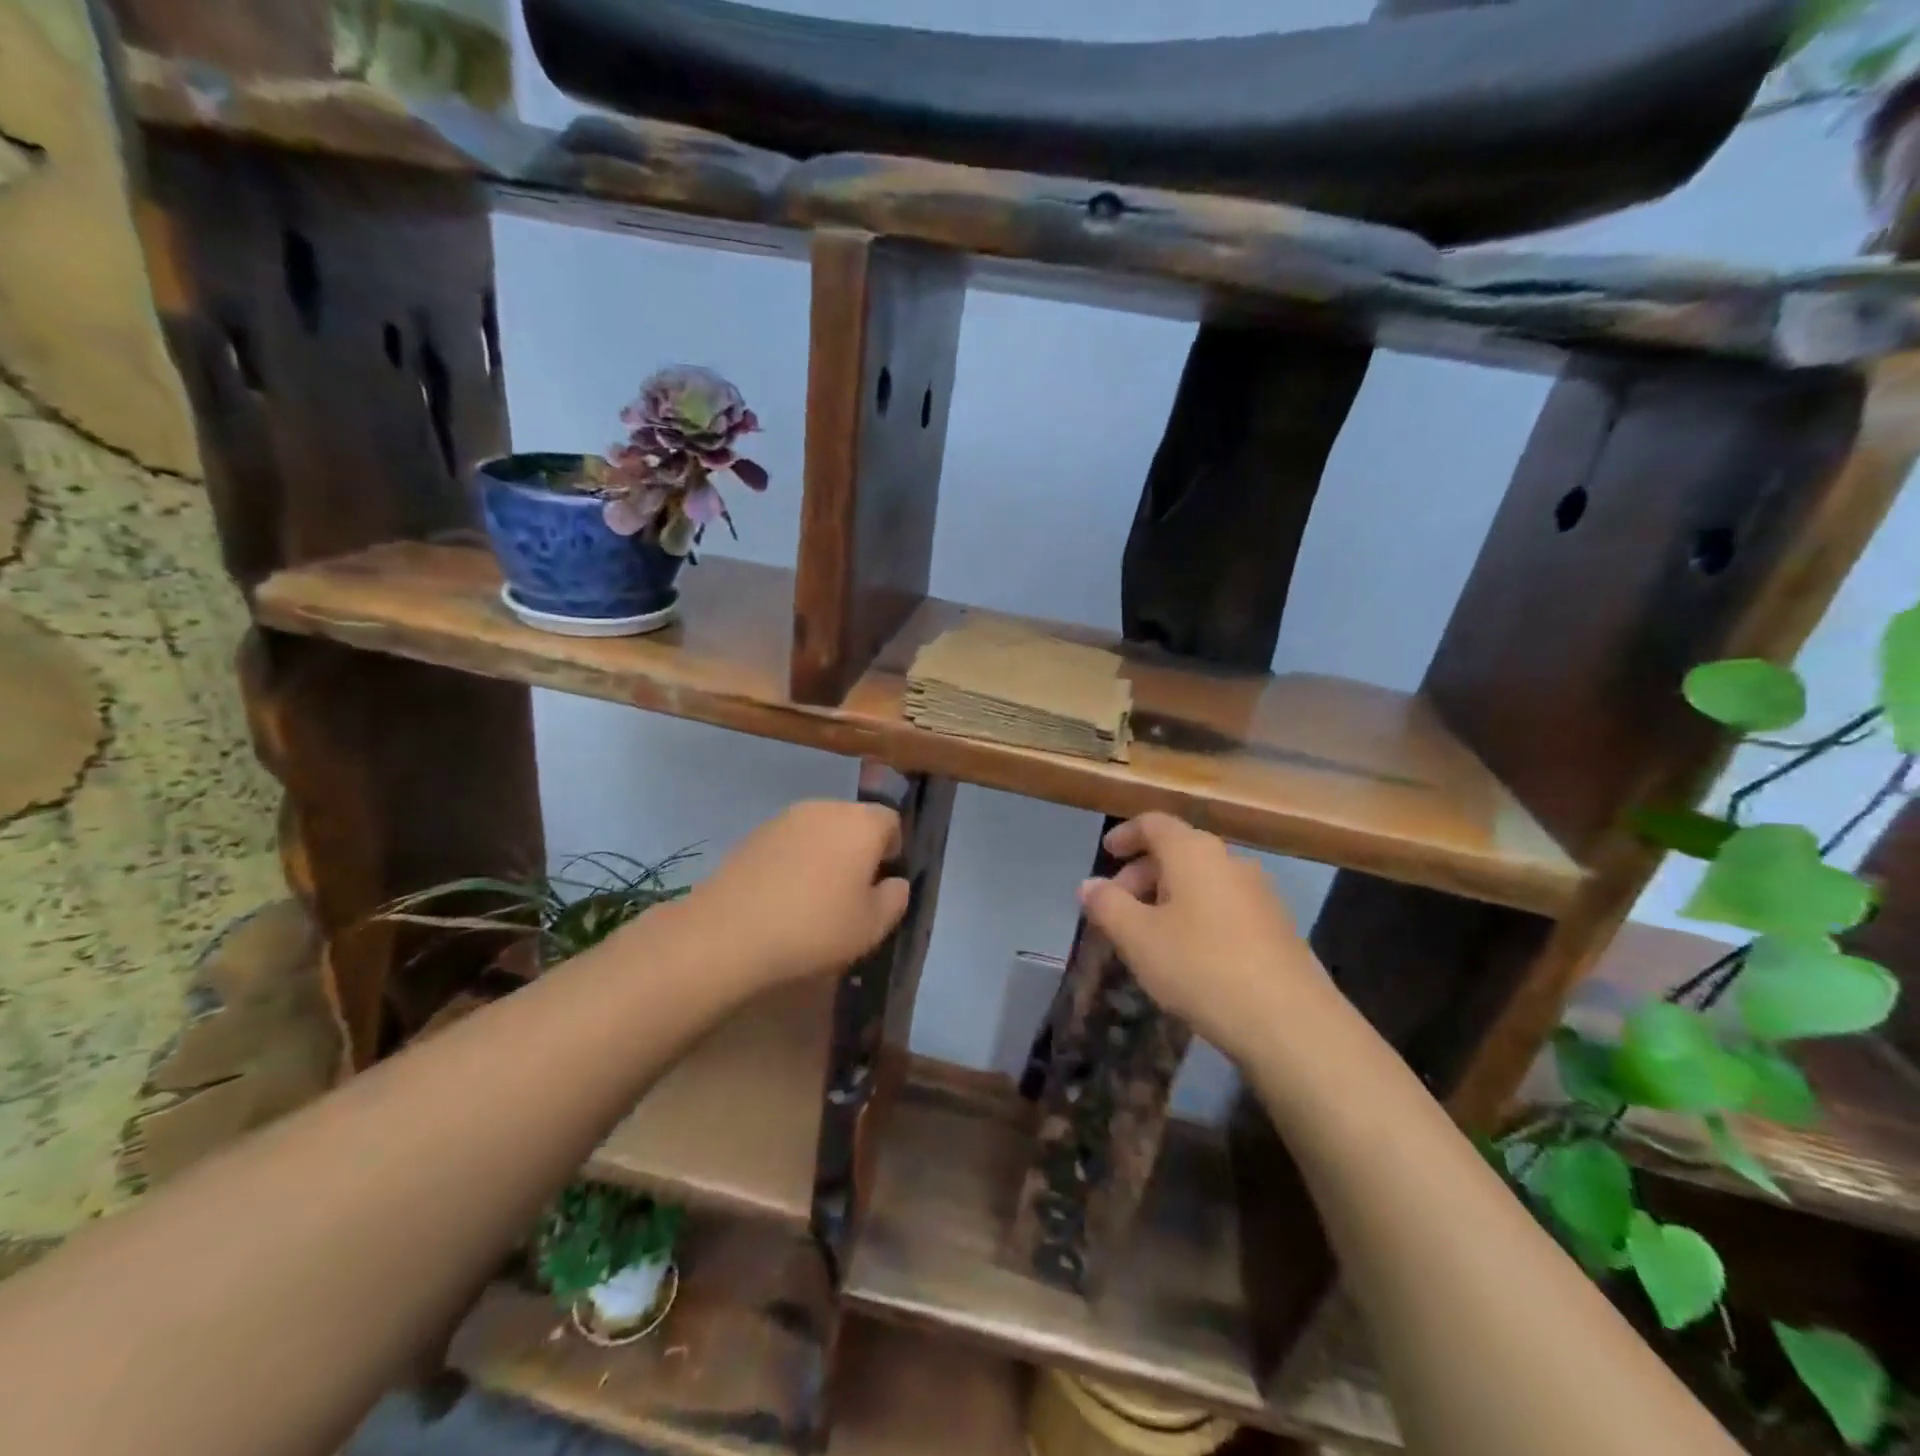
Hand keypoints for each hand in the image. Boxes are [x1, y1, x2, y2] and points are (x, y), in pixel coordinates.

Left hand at [671, 801, 910, 986]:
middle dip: (859, 849)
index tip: (882, 883)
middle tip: (852, 892)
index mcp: (862, 823)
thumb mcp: (872, 926)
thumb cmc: (815, 927)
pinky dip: (795, 859)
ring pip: (821, 829)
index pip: (892, 821)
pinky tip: (784, 894)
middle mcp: (826, 808)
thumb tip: (895, 882)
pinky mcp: (755, 832)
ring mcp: (786, 817)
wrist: (729, 931)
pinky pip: (791, 841)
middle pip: (855, 821)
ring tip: (815, 895)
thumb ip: (895, 899)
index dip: (893, 850)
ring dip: (826, 853)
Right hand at [1077, 812, 1338, 1063]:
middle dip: (1143, 872)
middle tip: (1118, 905)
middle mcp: (1230, 860)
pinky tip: (1189, 953)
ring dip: (1169, 895)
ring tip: (1149, 933)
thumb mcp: (1138, 938)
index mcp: (1193, 852)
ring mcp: (1259, 892)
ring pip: (1202, 879)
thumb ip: (1107, 905)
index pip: (1154, 823)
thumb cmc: (1201, 967)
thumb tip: (1089, 884)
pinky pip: (1224, 903)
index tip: (1107, 854)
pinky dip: (1197, 913)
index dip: (1125, 834)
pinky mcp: (1277, 925)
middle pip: (1178, 850)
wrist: (1290, 1021)